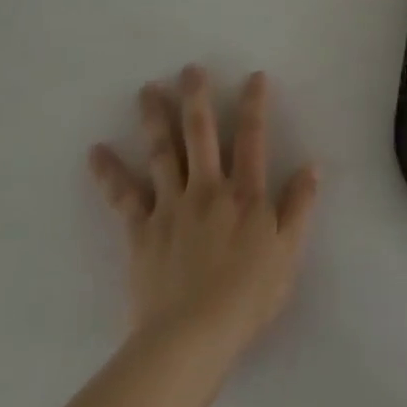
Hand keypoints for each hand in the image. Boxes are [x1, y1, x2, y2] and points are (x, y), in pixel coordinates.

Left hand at [89, 68, 317, 375]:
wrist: (192, 338)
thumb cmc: (247, 298)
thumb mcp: (288, 253)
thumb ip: (299, 207)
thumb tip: (311, 166)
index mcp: (245, 195)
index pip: (252, 139)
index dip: (254, 105)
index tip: (254, 76)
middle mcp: (208, 189)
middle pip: (201, 134)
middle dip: (196, 98)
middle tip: (189, 69)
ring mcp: (171, 207)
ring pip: (162, 153)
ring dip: (154, 119)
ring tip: (146, 90)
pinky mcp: (142, 231)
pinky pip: (123, 196)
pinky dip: (109, 173)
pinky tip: (95, 152)